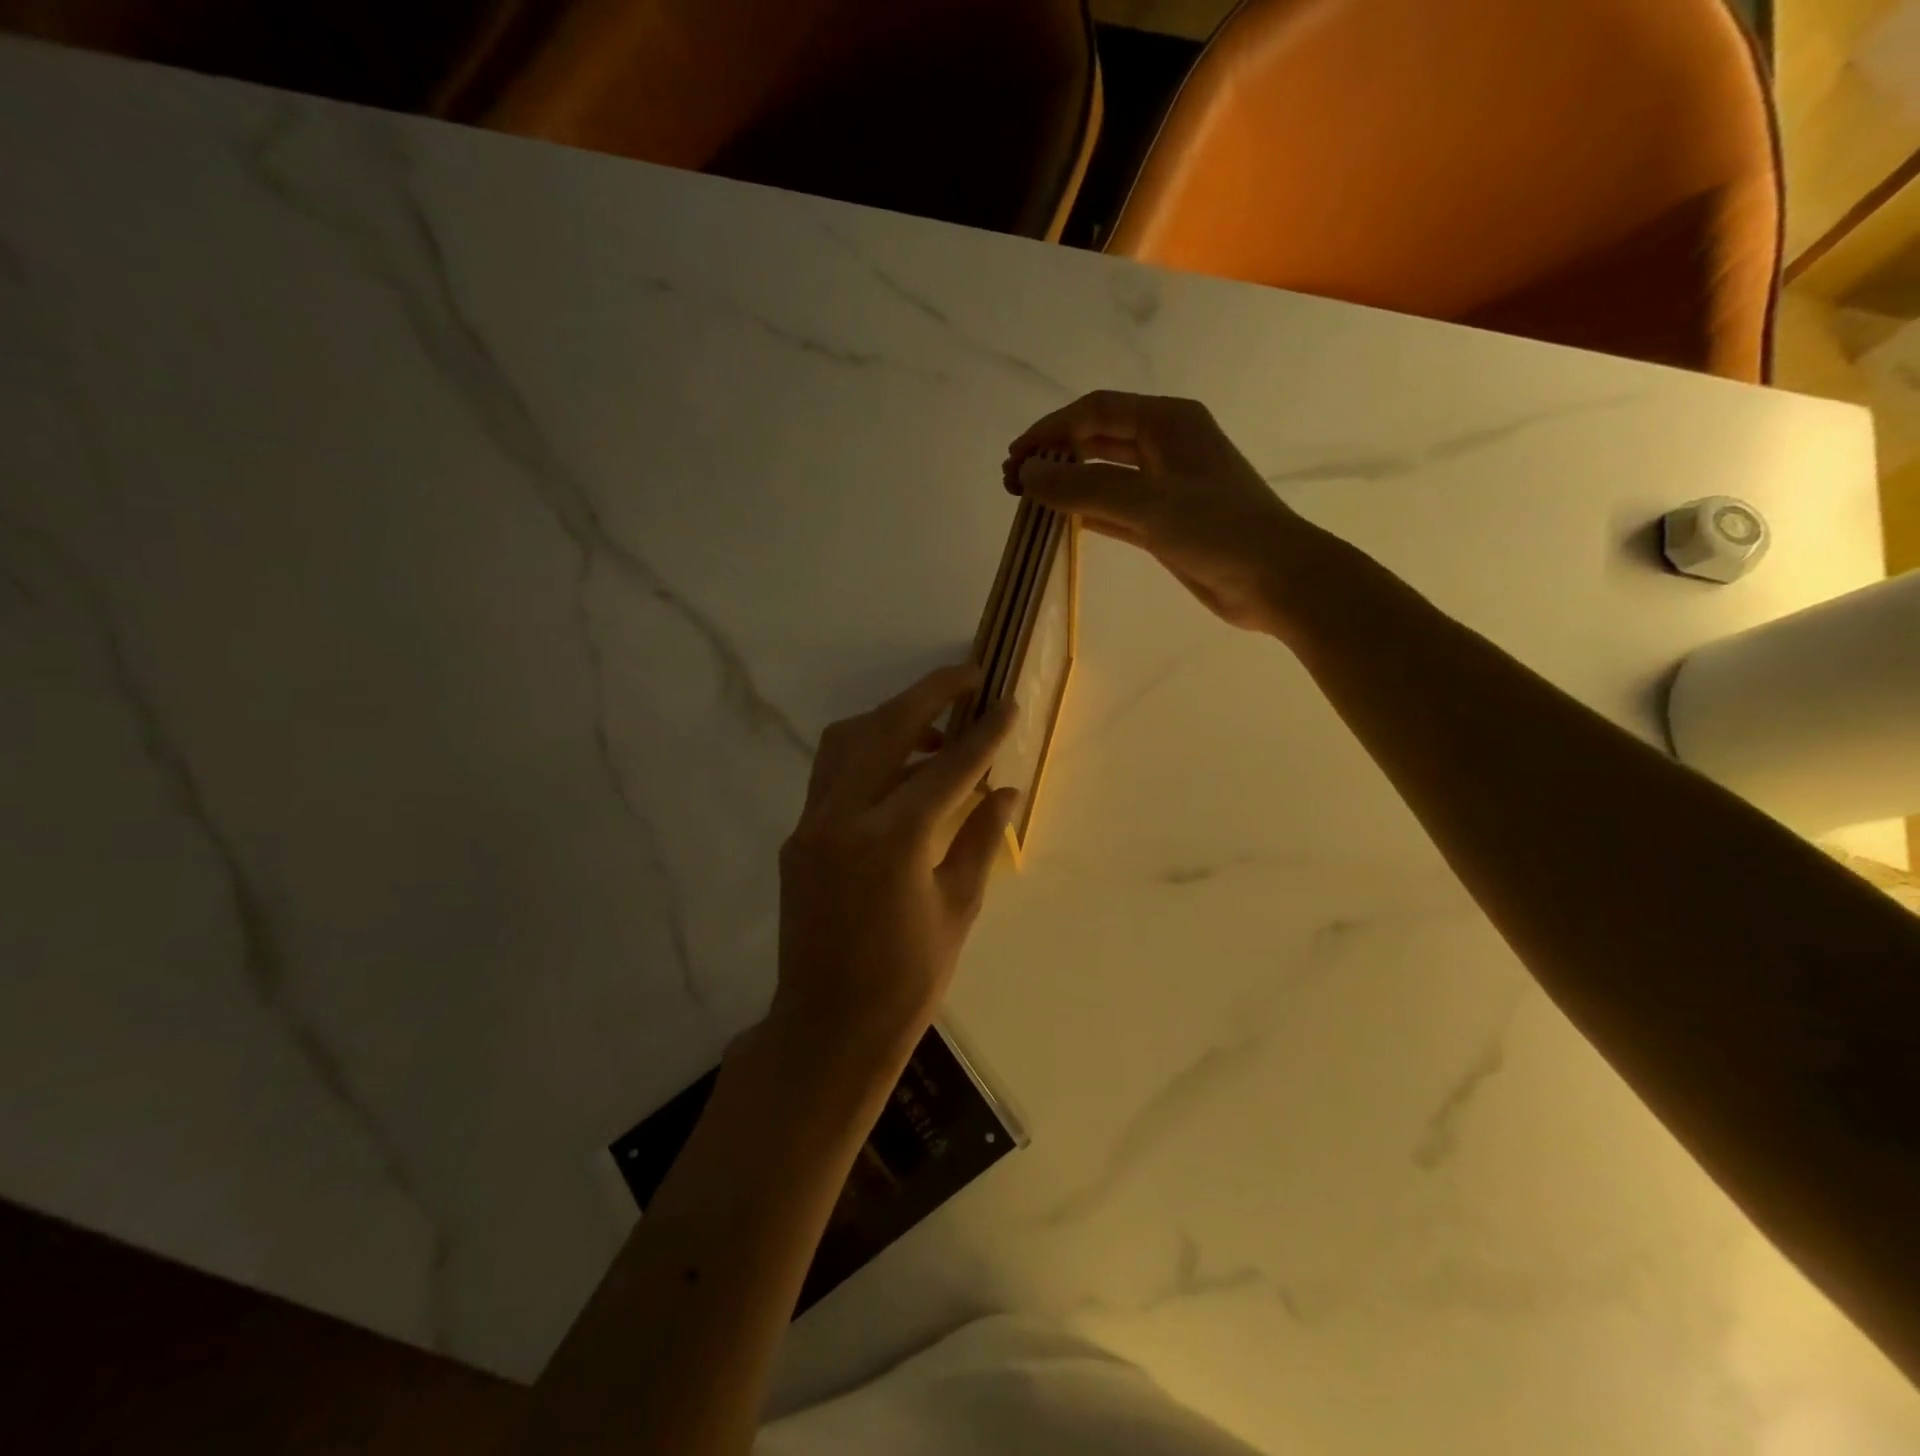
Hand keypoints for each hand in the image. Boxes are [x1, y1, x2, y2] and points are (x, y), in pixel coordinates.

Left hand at [770, 665, 1018, 1077]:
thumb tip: (1007, 789)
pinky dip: (867, 752)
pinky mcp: (798, 836)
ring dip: (892, 717)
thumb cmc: (906, 980)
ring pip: (848, 739)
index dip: (983, 734)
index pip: (947, 768)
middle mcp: (844, 818)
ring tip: (935, 727)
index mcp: (893, 842)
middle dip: (931, 692)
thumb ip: (982, 839)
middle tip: (969, 676)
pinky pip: (832, 771)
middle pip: (887, 727)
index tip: (1007, 703)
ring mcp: (812, 823)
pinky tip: (900, 770)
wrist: (828, 1027)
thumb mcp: (959, 908)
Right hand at [1004, 390, 1306, 633]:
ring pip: (1105, 476)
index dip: (1051, 430)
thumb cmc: (1218, 530)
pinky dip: (1089, 512)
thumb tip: (1028, 475)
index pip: (1096, 412)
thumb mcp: (1147, 503)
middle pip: (1098, 440)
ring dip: (1068, 485)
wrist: (1277, 579)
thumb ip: (1084, 488)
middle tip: (1013, 482)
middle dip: (1055, 456)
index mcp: (1168, 423)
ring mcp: (1167, 486)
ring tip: (1027, 500)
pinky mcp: (1166, 523)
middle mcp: (1166, 446)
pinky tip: (1062, 521)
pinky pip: (1117, 509)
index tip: (1015, 458)